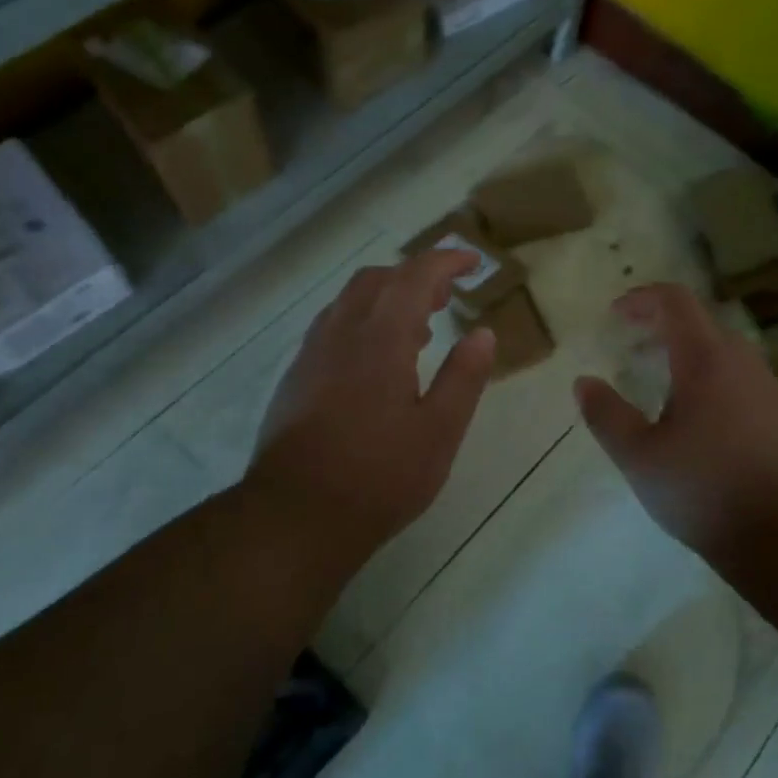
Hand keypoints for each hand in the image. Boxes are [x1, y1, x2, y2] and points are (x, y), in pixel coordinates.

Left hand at [245, 250, 495, 575]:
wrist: (295, 516)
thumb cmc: (379, 476)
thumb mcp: (439, 431)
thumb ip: (463, 377)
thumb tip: (482, 334)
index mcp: (380, 339)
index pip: (414, 277)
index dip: (445, 261)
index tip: (472, 262)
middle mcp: (341, 334)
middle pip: (375, 280)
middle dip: (414, 277)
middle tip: (445, 297)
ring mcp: (311, 356)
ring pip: (348, 302)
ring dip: (385, 299)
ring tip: (418, 330)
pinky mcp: (294, 380)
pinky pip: (331, 328)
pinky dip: (361, 323)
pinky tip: (374, 363)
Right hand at [575, 284, 777, 556]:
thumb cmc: (705, 488)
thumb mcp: (640, 456)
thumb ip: (606, 415)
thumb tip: (583, 383)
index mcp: (706, 358)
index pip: (675, 301)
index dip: (642, 298)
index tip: (615, 315)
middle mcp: (742, 360)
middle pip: (700, 322)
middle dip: (661, 326)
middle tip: (631, 350)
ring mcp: (767, 386)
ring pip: (723, 351)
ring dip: (687, 353)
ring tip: (660, 384)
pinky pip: (739, 377)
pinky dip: (711, 377)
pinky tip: (698, 418)